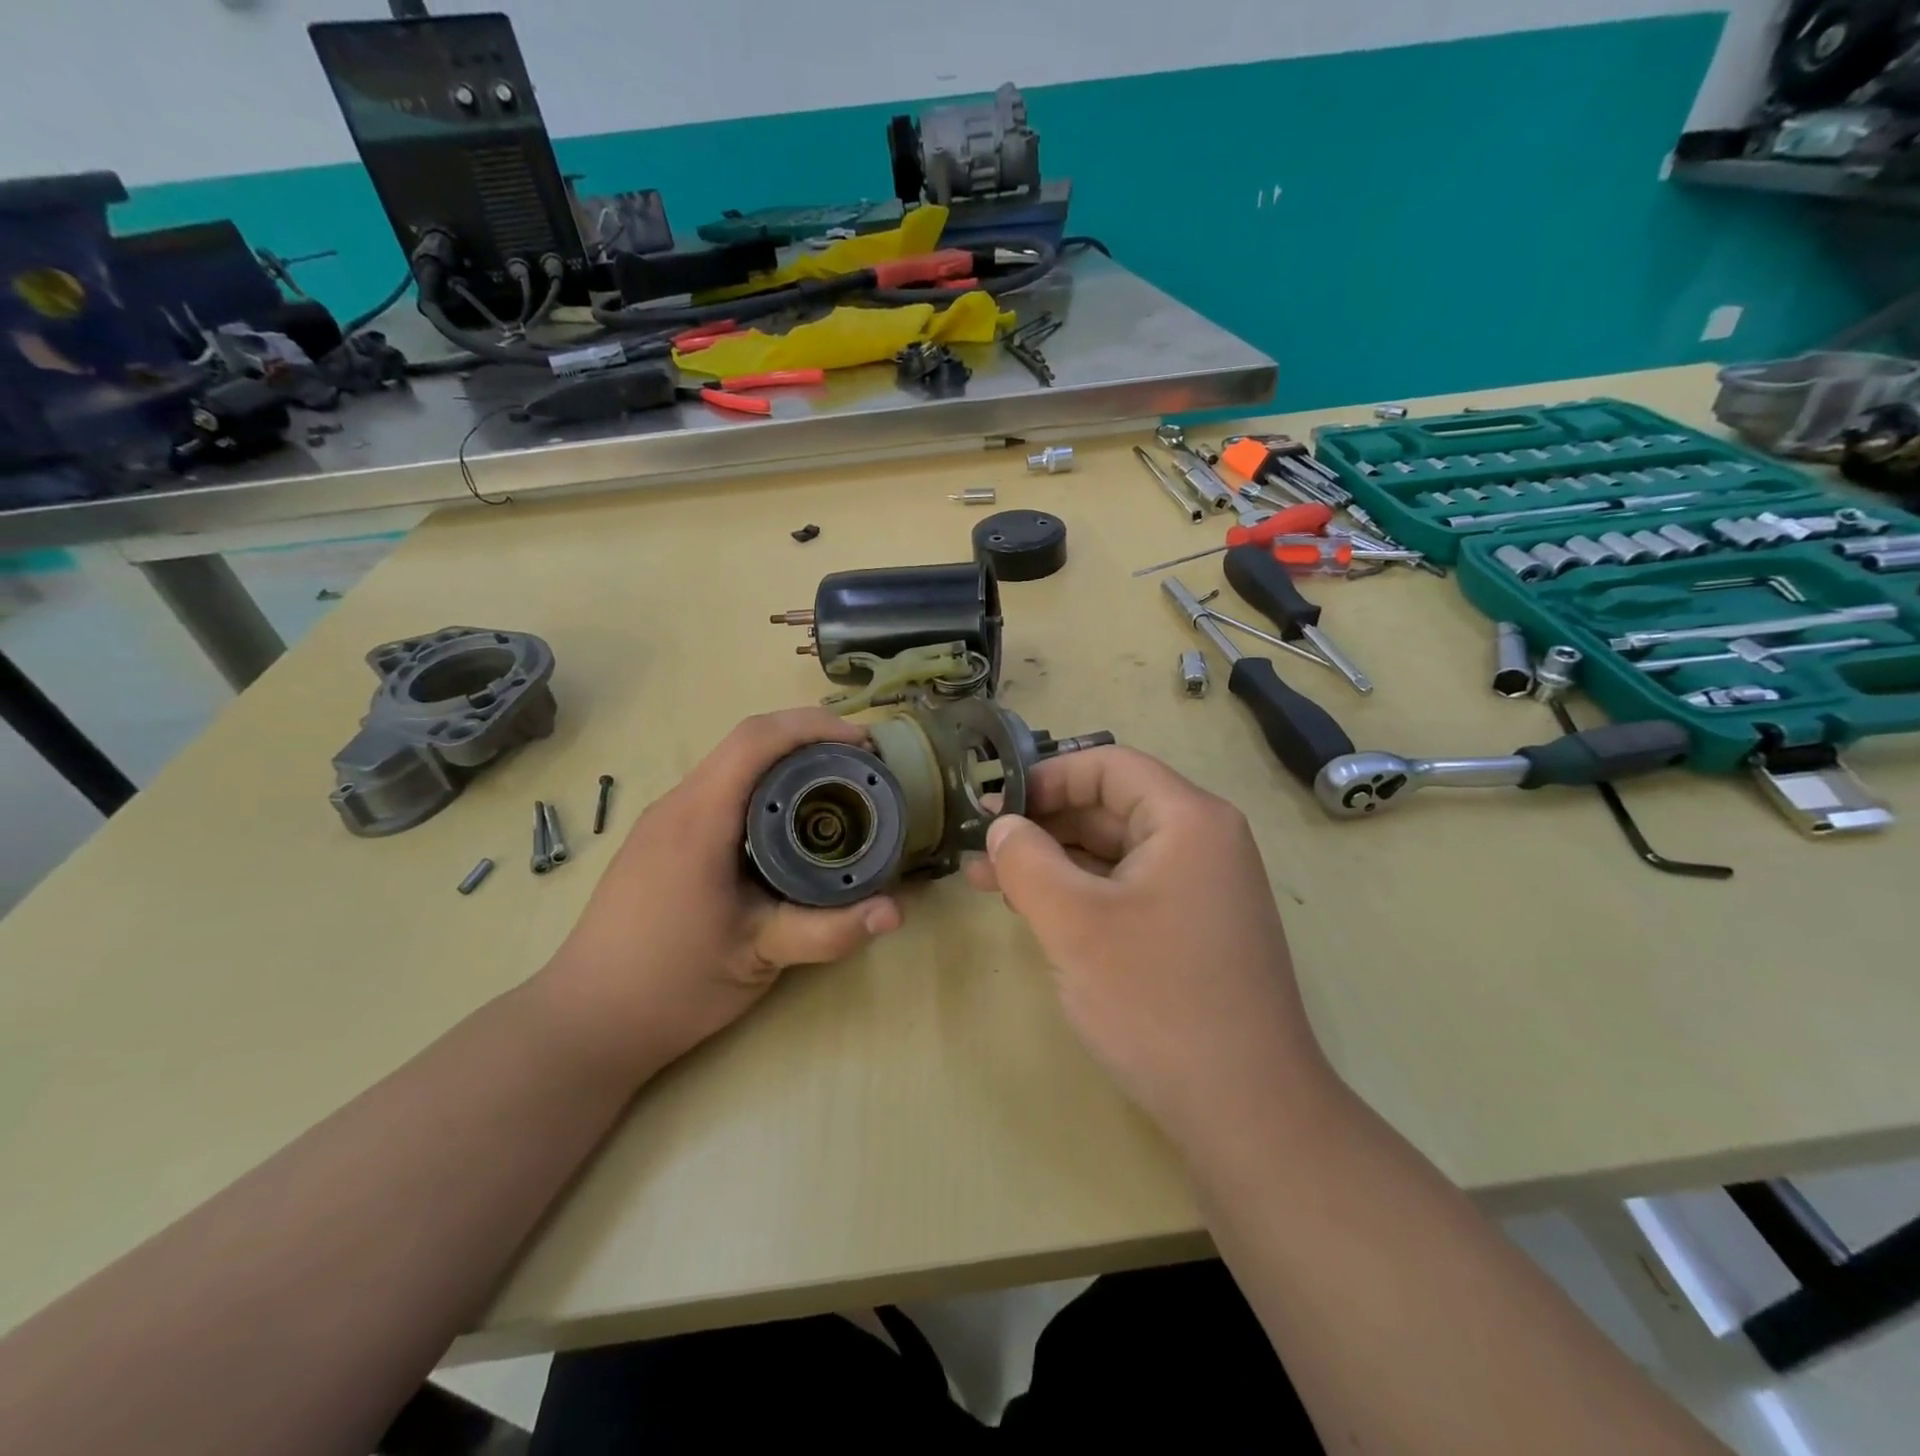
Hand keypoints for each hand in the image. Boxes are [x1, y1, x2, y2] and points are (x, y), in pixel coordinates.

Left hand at [542, 709, 901, 1080]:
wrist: (585, 1023)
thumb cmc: (670, 985)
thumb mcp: (759, 956)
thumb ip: (830, 931)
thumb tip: (897, 911)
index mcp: (699, 818)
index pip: (756, 739)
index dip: (814, 726)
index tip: (864, 743)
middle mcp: (677, 804)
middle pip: (746, 742)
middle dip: (808, 738)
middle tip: (861, 766)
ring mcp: (663, 821)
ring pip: (731, 765)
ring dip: (785, 762)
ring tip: (835, 787)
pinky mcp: (660, 841)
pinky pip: (718, 791)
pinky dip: (762, 787)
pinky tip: (788, 824)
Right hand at [966, 746, 1329, 1147]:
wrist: (1247, 1110)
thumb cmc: (1157, 1001)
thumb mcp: (1074, 923)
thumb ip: (1026, 861)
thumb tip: (1003, 826)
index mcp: (1189, 819)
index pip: (1109, 766)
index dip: (1047, 777)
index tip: (997, 805)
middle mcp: (1203, 842)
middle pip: (1111, 807)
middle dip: (1043, 824)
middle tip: (982, 847)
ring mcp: (1202, 888)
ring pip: (1115, 852)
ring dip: (1055, 861)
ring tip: (991, 881)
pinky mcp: (1193, 929)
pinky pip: (1129, 889)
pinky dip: (1082, 893)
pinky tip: (1037, 910)